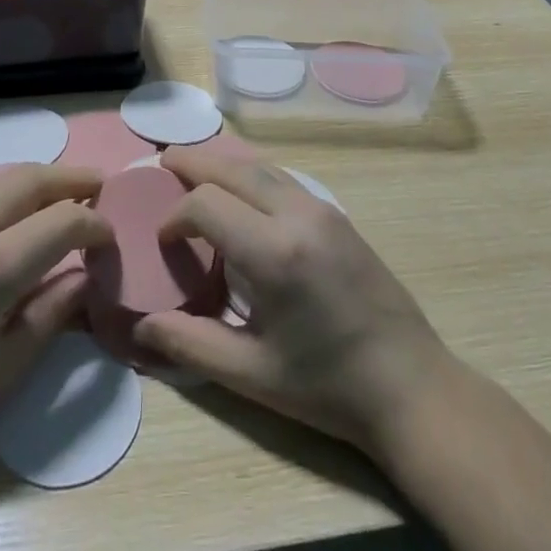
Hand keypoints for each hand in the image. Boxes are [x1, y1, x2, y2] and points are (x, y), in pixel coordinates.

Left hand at [0, 164, 111, 488]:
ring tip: (63, 193)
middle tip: (100, 188)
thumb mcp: (5, 366)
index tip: (110, 238)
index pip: (61, 221)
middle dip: (72, 180)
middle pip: (32, 178)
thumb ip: (53, 311)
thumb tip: (86, 274)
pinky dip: (5, 186)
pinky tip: (14, 207)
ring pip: (1, 174)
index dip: (94, 225)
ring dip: (39, 178)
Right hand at [134, 148, 453, 457]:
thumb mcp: (252, 374)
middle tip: (161, 166)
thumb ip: (191, 344)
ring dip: (222, 163)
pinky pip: (282, 178)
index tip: (163, 242)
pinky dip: (250, 173)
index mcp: (274, 252)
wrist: (410, 386)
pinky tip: (240, 193)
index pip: (207, 203)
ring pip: (260, 165)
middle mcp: (297, 215)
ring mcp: (321, 209)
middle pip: (232, 167)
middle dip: (192, 163)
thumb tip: (140, 327)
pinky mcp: (336, 214)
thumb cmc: (327, 386)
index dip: (175, 216)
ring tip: (192, 171)